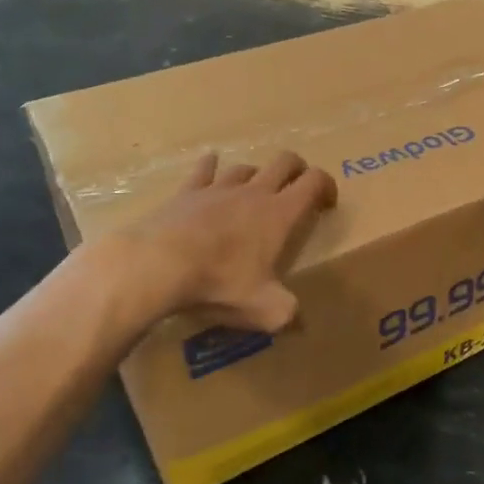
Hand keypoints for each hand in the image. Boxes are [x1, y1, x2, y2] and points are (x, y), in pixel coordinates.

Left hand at [129, 151, 336, 330]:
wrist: (157, 265)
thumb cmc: (219, 282)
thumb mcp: (264, 309)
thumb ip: (287, 313)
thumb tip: (298, 322)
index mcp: (279, 213)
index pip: (314, 181)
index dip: (327, 186)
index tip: (326, 204)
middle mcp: (254, 192)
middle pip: (285, 161)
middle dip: (297, 169)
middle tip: (297, 188)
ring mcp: (218, 188)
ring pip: (246, 167)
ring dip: (256, 175)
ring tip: (253, 193)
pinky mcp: (187, 192)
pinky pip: (204, 170)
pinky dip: (211, 166)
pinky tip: (210, 166)